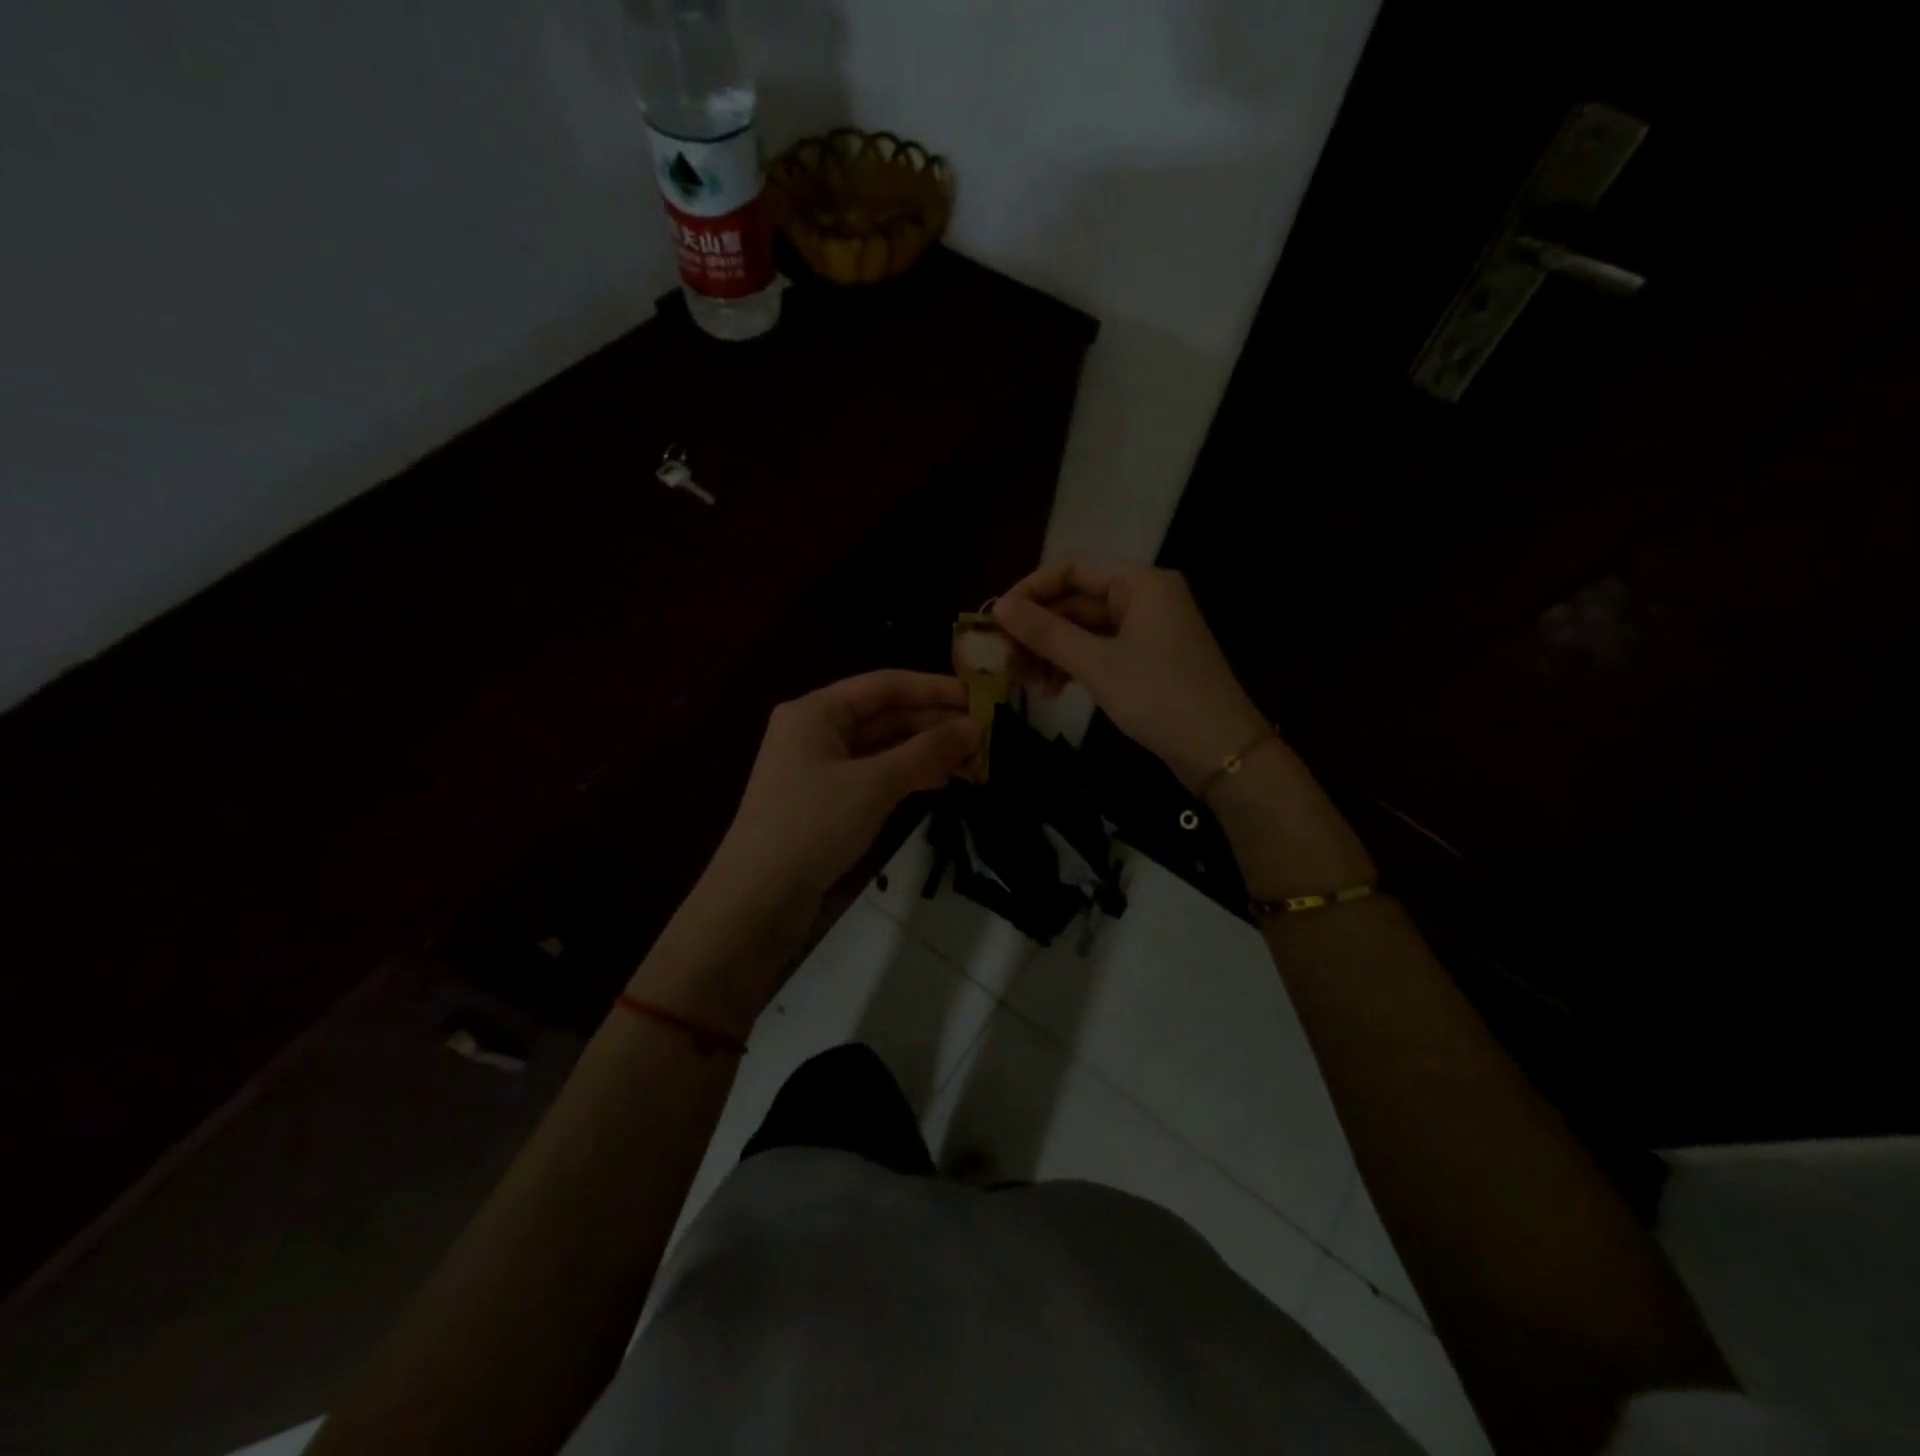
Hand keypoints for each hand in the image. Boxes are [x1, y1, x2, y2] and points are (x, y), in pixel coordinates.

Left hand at [639, 671, 976, 1032]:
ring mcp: (818, 767)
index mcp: (816, 710)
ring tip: (971, 760)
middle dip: (932, 723)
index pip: (884, 685)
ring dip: (923, 751)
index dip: (933, 688)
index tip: (979, 698)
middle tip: (983, 734)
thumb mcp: (874, 784)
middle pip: (884, 715)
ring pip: (881, 747)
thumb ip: (926, 752)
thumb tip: (975, 727)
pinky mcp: (824, 800)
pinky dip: (905, 775)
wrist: (757, 899)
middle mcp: (815, 730)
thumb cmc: (812, 826)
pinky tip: (939, 782)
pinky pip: (873, 774)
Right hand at [993, 557, 1266, 790]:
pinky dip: (1074, 664)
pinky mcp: (1148, 657)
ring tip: (1025, 681)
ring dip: (1052, 650)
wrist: (1220, 750)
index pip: (1071, 567)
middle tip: (1005, 660)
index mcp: (1140, 582)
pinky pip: (1101, 648)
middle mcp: (1146, 595)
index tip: (996, 621)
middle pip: (1076, 599)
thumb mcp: (1096, 664)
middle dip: (1038, 629)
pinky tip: (1052, 688)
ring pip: (1085, 627)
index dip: (1029, 590)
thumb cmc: (1158, 697)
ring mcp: (1149, 628)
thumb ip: (1046, 633)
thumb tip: (998, 608)